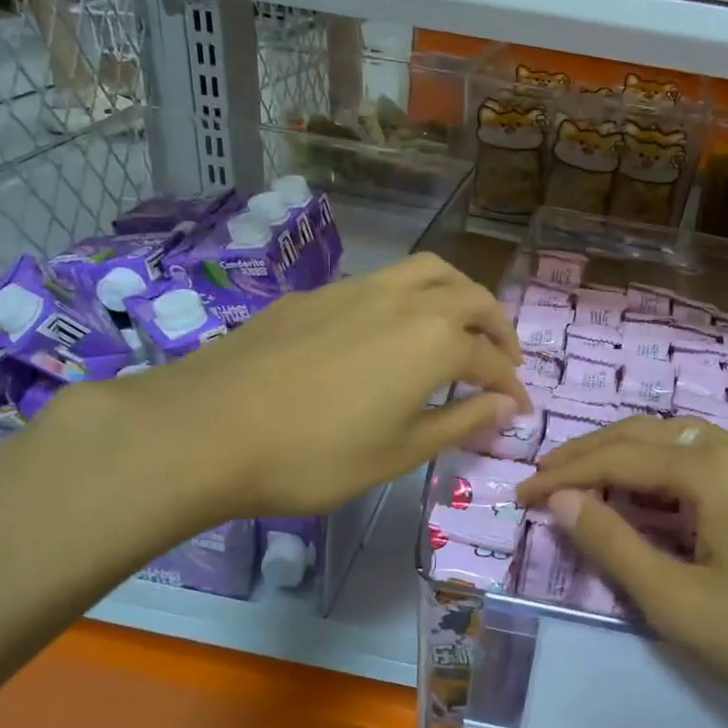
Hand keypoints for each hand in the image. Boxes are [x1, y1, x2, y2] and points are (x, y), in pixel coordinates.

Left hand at [121, 253, 528, 524]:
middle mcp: (405, 301)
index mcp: (435, 341)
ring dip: (456, 295)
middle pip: (470, 296)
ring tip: (457, 326)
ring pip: (426, 272)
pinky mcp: (317, 294)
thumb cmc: (315, 455)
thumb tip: (506, 405)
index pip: (492, 358)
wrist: (207, 428)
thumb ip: (460, 422)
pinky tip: (387, 333)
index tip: (520, 409)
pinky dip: (408, 298)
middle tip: (503, 357)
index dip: (512, 385)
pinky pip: (382, 281)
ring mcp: (357, 289)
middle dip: (497, 325)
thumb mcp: (399, 452)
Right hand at [516, 415, 727, 727]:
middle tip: (544, 482)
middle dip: (589, 454)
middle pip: (646, 434)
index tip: (519, 496)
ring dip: (627, 457)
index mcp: (710, 468)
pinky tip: (652, 498)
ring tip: (586, 484)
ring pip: (678, 442)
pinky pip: (706, 461)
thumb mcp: (680, 603)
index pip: (617, 456)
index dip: (563, 474)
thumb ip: (614, 545)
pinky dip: (664, 471)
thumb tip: (561, 500)